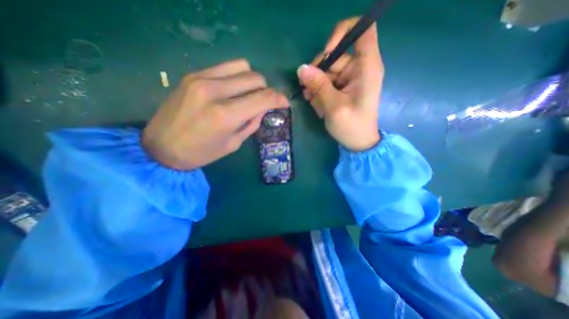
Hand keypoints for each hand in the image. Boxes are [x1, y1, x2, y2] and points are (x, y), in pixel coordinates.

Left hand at [142, 58, 289, 169]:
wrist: (161, 147)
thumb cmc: (202, 152)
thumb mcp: (233, 143)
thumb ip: (252, 123)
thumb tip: (263, 109)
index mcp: (226, 115)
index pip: (263, 98)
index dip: (279, 99)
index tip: (285, 103)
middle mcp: (215, 91)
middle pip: (255, 78)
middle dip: (266, 90)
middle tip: (264, 102)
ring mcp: (202, 78)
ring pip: (243, 67)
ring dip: (252, 81)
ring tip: (248, 94)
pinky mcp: (193, 74)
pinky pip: (225, 67)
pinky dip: (237, 76)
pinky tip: (233, 88)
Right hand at [298, 18, 381, 151]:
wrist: (358, 143)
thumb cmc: (351, 126)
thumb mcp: (334, 107)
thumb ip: (319, 86)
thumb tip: (301, 68)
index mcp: (366, 67)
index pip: (362, 30)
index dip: (342, 33)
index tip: (326, 53)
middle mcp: (359, 68)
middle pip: (335, 55)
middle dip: (318, 72)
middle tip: (308, 91)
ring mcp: (350, 79)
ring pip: (327, 71)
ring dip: (316, 86)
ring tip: (313, 102)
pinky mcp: (343, 88)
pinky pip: (327, 82)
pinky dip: (319, 92)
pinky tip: (319, 106)